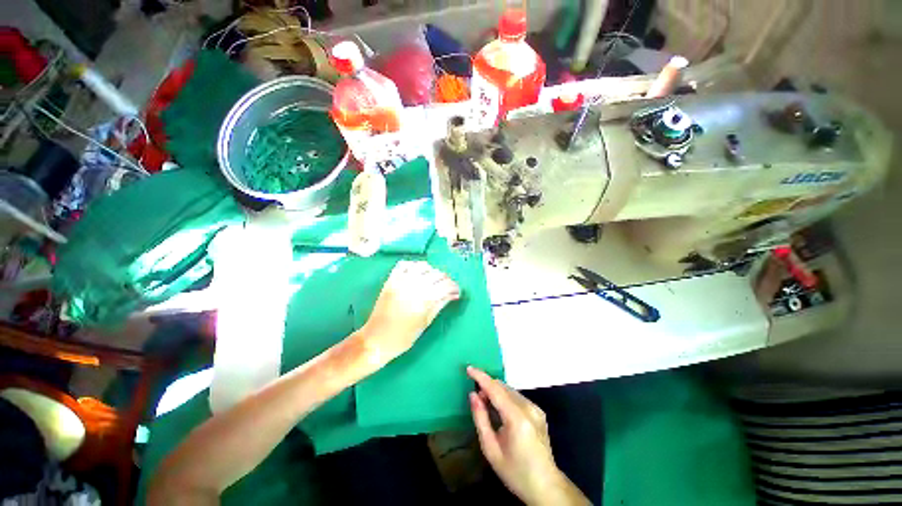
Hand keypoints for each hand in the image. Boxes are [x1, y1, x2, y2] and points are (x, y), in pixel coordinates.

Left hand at [359, 261, 459, 366]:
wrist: (376, 340)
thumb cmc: (404, 337)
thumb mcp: (426, 322)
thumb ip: (440, 304)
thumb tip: (453, 294)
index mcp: (424, 299)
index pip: (446, 285)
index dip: (455, 287)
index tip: (457, 292)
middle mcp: (414, 285)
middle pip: (437, 274)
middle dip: (446, 280)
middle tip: (446, 288)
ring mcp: (401, 281)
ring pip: (423, 266)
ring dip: (432, 271)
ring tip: (433, 280)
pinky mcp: (391, 280)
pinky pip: (405, 264)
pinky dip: (414, 265)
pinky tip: (418, 273)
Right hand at [468, 366, 570, 504]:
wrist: (545, 486)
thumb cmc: (515, 472)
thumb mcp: (491, 449)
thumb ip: (481, 419)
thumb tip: (473, 395)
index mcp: (517, 418)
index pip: (496, 389)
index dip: (481, 377)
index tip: (469, 368)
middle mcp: (529, 408)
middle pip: (503, 387)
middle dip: (487, 386)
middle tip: (476, 397)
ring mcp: (536, 409)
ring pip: (510, 390)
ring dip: (496, 391)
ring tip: (486, 404)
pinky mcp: (538, 411)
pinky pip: (517, 397)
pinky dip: (505, 397)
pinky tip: (500, 410)